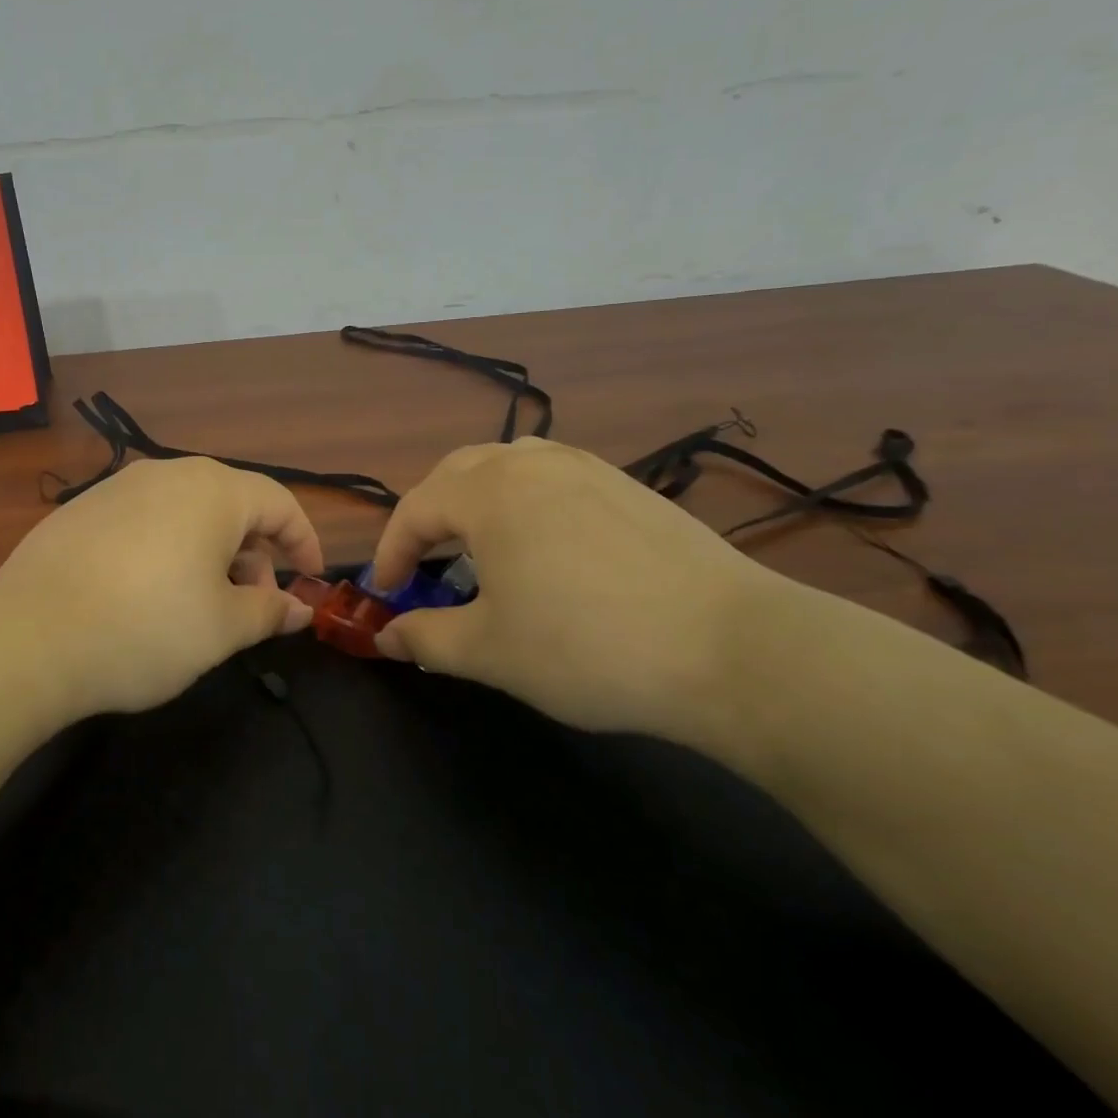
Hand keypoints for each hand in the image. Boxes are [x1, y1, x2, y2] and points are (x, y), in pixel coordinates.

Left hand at [0, 457, 324, 717]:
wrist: (28, 637)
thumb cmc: (147, 628)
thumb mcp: (222, 629)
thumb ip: (268, 611)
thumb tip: (298, 608)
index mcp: (213, 491)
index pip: (279, 502)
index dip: (304, 541)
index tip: (311, 580)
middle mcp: (167, 474)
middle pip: (232, 504)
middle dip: (255, 552)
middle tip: (252, 603)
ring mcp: (119, 488)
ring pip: (186, 512)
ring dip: (211, 551)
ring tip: (202, 602)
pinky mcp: (83, 510)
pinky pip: (145, 521)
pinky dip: (167, 549)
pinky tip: (149, 593)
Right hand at [367, 438, 786, 745]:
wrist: (731, 650)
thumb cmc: (586, 648)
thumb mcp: (488, 652)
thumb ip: (424, 638)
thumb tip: (386, 637)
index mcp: (489, 493)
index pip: (416, 510)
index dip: (390, 553)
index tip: (386, 595)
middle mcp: (532, 465)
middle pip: (457, 473)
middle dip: (429, 517)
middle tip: (425, 565)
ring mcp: (587, 469)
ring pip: (508, 466)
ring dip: (476, 499)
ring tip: (479, 546)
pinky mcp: (628, 487)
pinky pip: (553, 477)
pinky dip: (525, 501)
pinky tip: (543, 545)